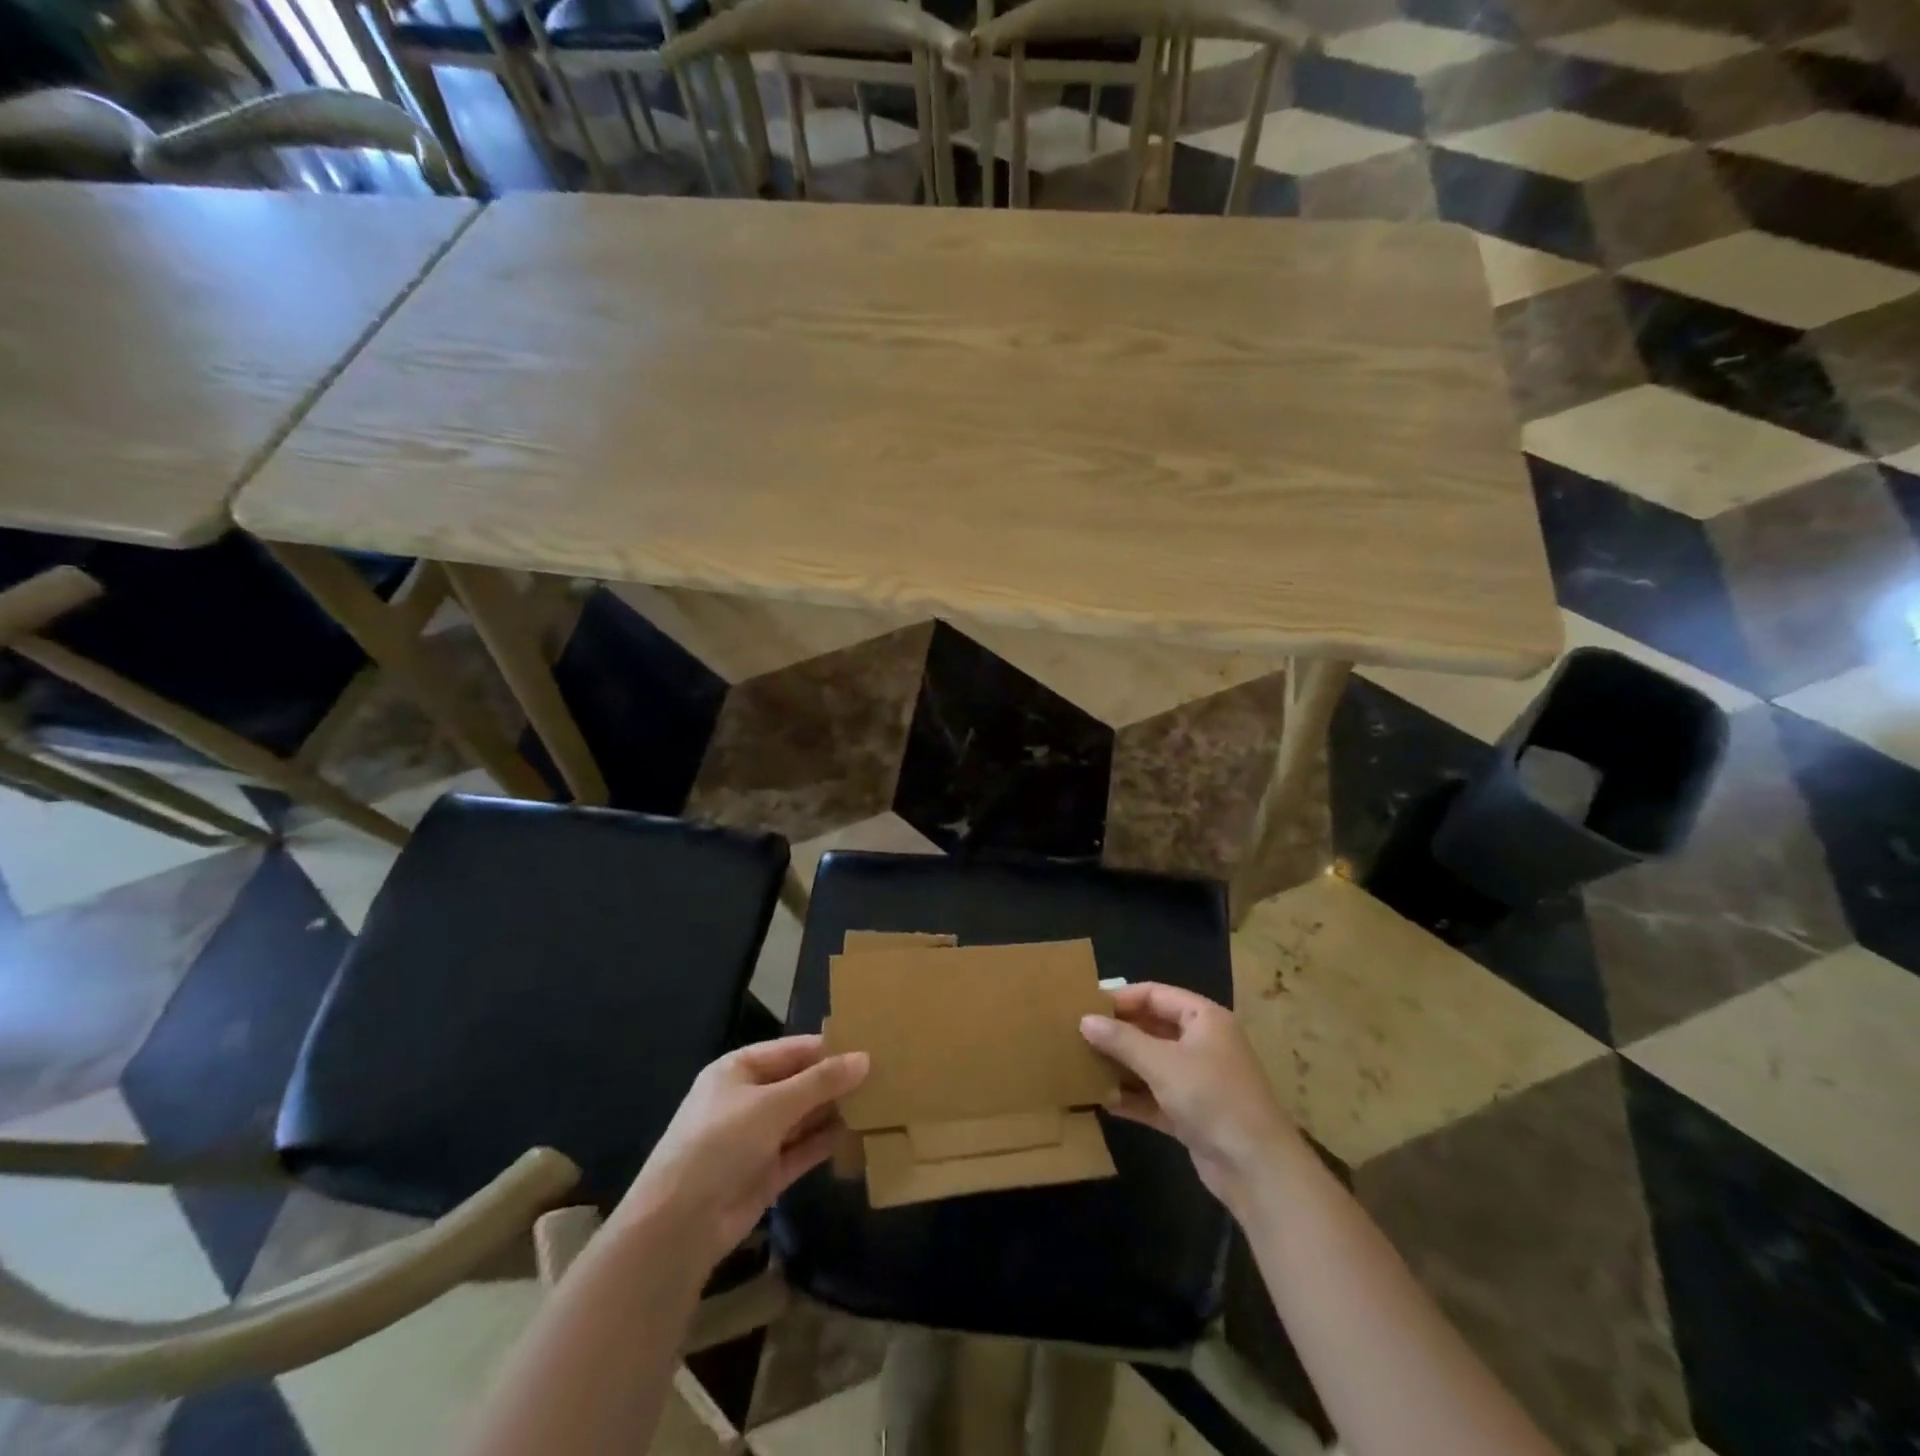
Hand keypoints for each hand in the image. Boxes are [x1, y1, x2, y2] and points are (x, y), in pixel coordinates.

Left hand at [616, 1036, 868, 1268]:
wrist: (679, 1226)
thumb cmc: (719, 1143)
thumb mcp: (772, 1104)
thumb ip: (820, 1082)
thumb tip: (865, 1058)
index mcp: (739, 1069)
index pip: (792, 1050)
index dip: (828, 1048)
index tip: (871, 1045)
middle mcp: (748, 1099)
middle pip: (800, 1082)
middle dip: (836, 1080)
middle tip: (884, 1073)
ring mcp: (758, 1137)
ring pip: (805, 1116)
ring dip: (835, 1111)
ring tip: (881, 1100)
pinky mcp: (768, 1172)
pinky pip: (804, 1148)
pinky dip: (828, 1141)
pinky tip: (860, 1133)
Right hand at [1081, 984, 1297, 1214]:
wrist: (1257, 1169)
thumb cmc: (1212, 1097)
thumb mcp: (1162, 1063)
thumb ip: (1122, 1040)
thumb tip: (1085, 1020)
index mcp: (1204, 1019)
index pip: (1155, 994)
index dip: (1121, 998)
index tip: (1085, 1005)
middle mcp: (1202, 1044)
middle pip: (1152, 1028)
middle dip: (1118, 1034)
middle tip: (1077, 1035)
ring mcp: (1198, 1081)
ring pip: (1151, 1064)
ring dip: (1122, 1066)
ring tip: (1082, 1065)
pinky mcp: (1192, 1114)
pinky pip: (1155, 1097)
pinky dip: (1133, 1098)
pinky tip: (1102, 1101)